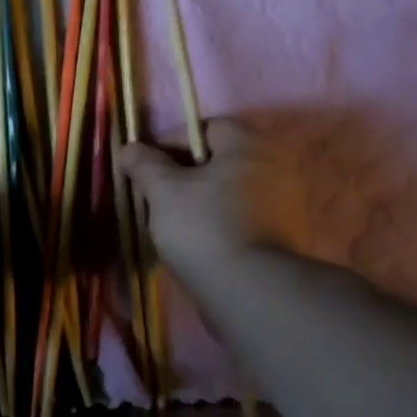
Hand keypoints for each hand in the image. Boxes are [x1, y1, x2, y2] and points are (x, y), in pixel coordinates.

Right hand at [117, 118, 308, 284]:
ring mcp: (286, 203)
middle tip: (158, 197)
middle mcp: (276, 166)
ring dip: (204, 201)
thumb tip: (129, 148)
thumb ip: (145, 164)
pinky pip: (245, 218)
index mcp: (249, 146)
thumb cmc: (204, 227)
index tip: (147, 167)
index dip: (173, 141)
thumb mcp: (163, 191)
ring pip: (232, 191)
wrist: (251, 289)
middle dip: (187, 174)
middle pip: (222, 160)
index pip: (208, 127)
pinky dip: (222, 224)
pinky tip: (200, 244)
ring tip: (175, 224)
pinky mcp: (286, 237)